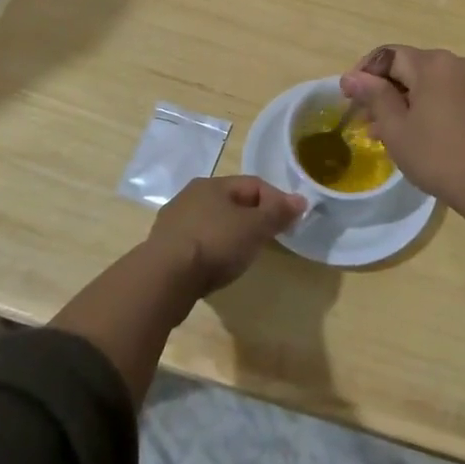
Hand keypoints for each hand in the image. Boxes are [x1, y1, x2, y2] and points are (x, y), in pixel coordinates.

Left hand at [145, 175, 306, 296]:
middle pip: (232, 202)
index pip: (253, 184)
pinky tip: (218, 266)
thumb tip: (301, 199)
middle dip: (254, 217)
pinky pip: (198, 242)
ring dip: (232, 233)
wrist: (163, 279)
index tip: (292, 221)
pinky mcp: (164, 248)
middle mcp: (190, 196)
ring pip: (213, 222)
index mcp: (212, 184)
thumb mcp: (254, 227)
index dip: (277, 200)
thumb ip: (277, 213)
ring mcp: (174, 222)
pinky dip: (213, 249)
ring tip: (245, 254)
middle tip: (270, 237)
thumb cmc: (214, 244)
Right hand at [340, 46, 464, 256]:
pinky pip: (445, 92)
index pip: (387, 55)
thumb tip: (351, 77)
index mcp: (433, 63)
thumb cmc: (439, 156)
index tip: (347, 97)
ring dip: (402, 100)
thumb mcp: (396, 128)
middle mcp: (456, 62)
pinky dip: (425, 105)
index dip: (363, 73)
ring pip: (427, 82)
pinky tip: (412, 130)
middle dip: (383, 89)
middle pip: (408, 67)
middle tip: (363, 119)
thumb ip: (373, 96)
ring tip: (382, 131)